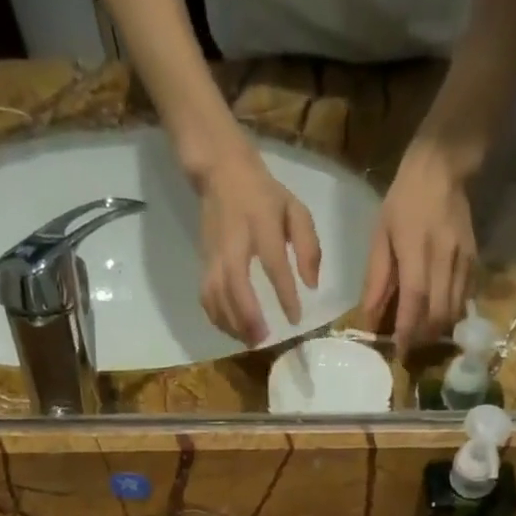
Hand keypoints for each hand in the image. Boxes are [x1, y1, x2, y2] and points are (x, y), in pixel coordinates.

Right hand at [192, 142, 321, 346]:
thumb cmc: (266, 196)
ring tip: (250, 341)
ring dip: (232, 321)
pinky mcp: (204, 262)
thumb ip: (308, 246)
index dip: (284, 292)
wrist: (221, 173)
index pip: (272, 262)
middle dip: (248, 314)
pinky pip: (206, 296)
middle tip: (263, 339)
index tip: (295, 318)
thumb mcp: (296, 209)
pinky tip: (233, 331)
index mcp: (261, 223)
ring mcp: (214, 253)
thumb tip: (312, 285)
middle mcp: (234, 241)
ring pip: (217, 293)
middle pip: (235, 282)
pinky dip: (217, 317)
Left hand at [360, 140, 477, 349]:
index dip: (408, 329)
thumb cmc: (404, 201)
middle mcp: (445, 257)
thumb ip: (377, 279)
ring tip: (422, 335)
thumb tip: (370, 318)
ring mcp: (464, 259)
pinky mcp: (475, 260)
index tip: (400, 351)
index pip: (416, 299)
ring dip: (438, 329)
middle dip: (424, 336)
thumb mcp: (381, 236)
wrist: (442, 168)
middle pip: (439, 312)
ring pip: (455, 309)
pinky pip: (466, 298)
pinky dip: (452, 314)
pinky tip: (439, 316)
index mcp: (417, 249)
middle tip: (410, 347)